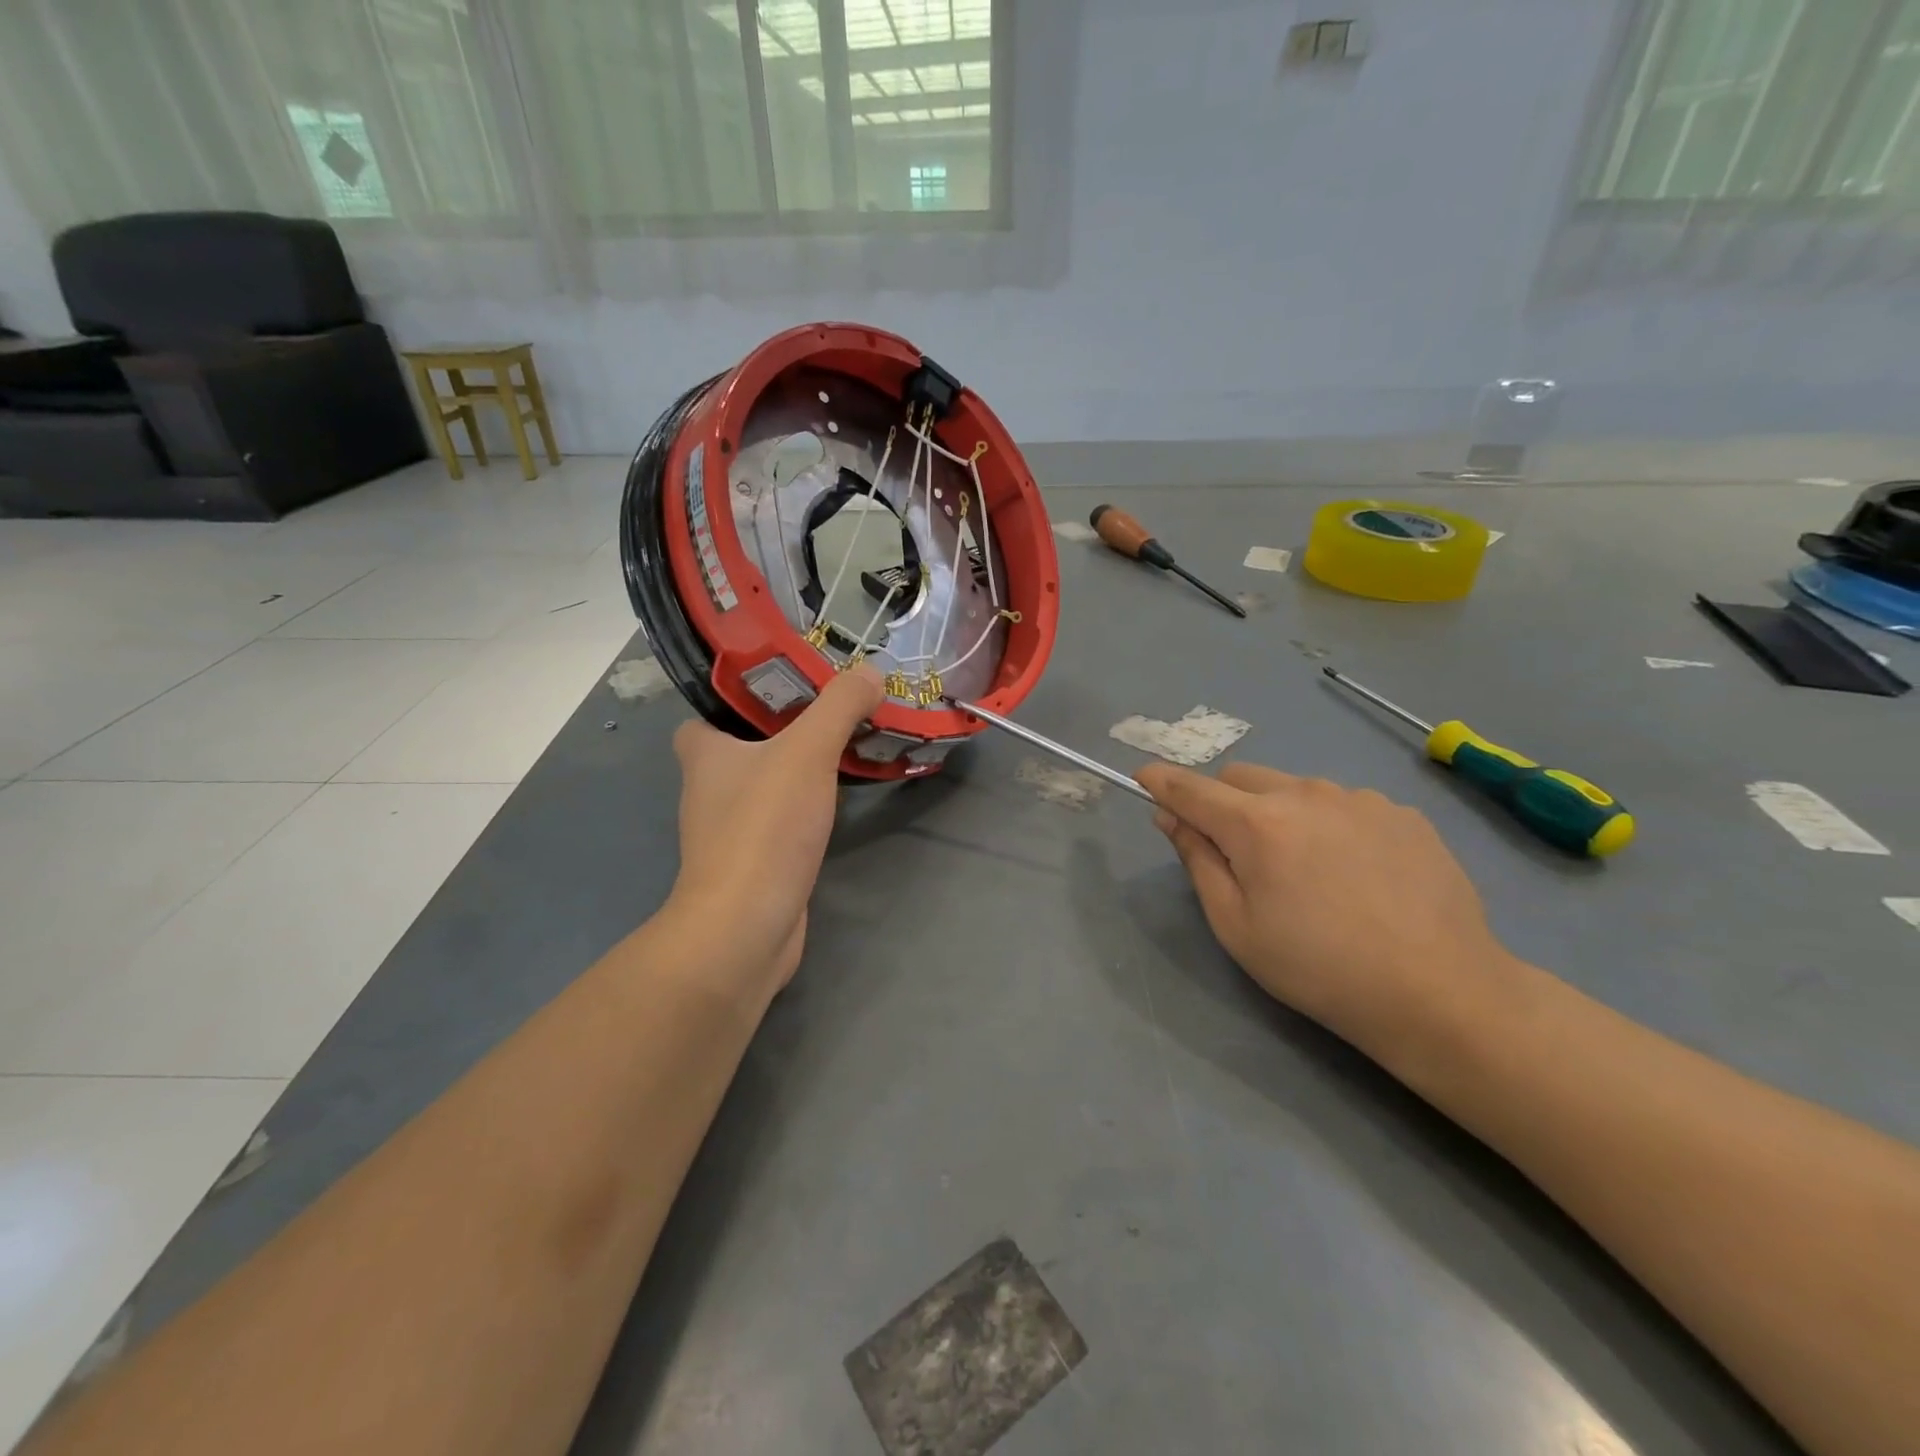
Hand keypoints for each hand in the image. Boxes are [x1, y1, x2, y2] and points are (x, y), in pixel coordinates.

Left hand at [671, 666, 882, 997]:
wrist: (747, 926)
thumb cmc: (765, 827)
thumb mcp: (807, 751)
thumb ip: (839, 706)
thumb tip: (870, 672)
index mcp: (703, 754)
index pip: (704, 715)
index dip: (736, 701)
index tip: (785, 688)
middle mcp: (708, 790)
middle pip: (742, 748)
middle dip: (782, 731)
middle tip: (832, 712)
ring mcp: (730, 832)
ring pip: (764, 787)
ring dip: (796, 772)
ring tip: (845, 749)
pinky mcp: (754, 864)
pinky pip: (780, 823)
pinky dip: (804, 811)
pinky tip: (837, 804)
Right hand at [1136, 762, 1521, 1055]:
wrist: (1439, 992)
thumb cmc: (1318, 968)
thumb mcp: (1235, 925)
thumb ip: (1197, 860)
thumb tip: (1171, 817)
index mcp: (1257, 823)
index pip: (1192, 788)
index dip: (1161, 781)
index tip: (1144, 779)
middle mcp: (1306, 794)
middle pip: (1241, 778)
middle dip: (1223, 803)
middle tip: (1236, 853)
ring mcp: (1360, 799)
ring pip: (1295, 789)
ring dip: (1280, 814)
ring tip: (1307, 872)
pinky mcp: (1402, 814)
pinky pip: (1344, 805)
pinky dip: (1330, 825)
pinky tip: (1356, 874)